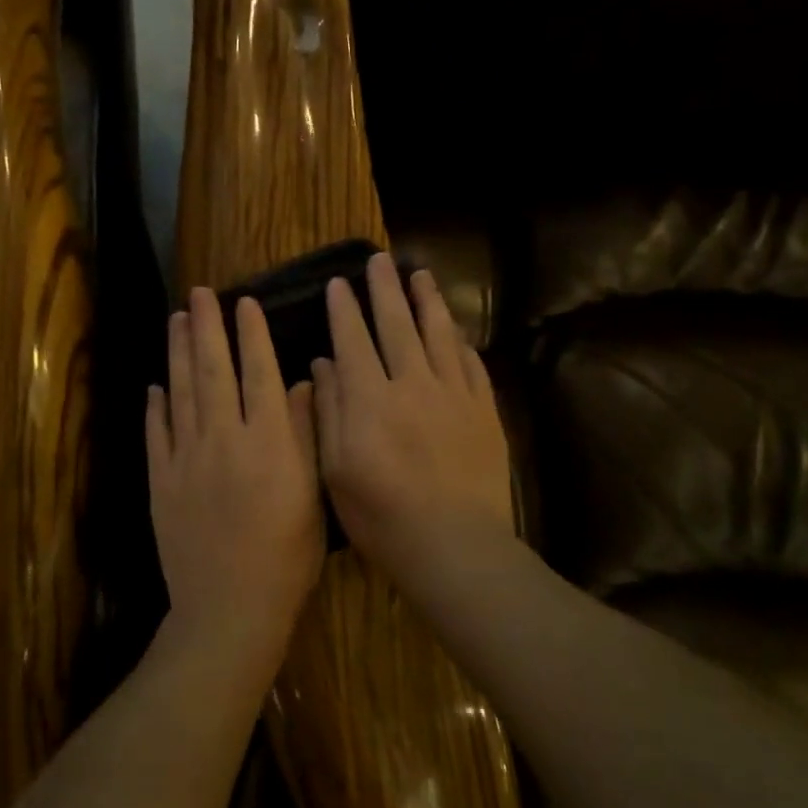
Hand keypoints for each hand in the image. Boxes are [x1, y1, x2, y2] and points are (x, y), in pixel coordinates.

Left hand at [147, 287, 323, 662]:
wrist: (229, 608)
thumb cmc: (287, 557)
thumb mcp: (313, 495)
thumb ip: (306, 435)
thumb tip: (303, 383)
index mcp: (269, 441)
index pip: (259, 374)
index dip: (252, 336)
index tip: (245, 303)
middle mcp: (224, 439)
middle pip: (213, 372)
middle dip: (207, 328)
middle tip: (199, 294)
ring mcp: (186, 458)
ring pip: (181, 393)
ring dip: (178, 353)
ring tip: (176, 320)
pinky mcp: (161, 481)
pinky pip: (157, 433)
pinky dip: (156, 406)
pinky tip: (156, 386)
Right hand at [311, 253, 513, 584]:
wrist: (454, 545)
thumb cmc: (382, 516)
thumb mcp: (334, 470)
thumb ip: (329, 411)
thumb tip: (324, 363)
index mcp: (370, 399)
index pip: (353, 340)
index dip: (344, 309)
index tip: (338, 283)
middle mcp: (412, 384)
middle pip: (396, 325)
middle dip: (384, 290)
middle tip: (378, 261)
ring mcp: (454, 395)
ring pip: (439, 335)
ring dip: (427, 302)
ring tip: (420, 275)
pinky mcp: (484, 411)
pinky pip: (472, 364)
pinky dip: (460, 342)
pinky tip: (455, 331)